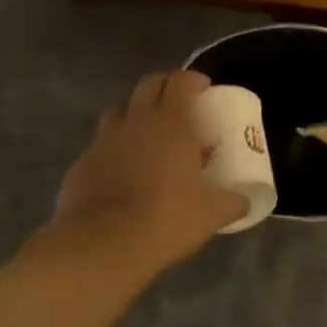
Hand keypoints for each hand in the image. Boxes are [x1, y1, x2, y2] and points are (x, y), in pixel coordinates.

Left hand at [49, 70, 247, 281]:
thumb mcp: (209, 216)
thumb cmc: (163, 221)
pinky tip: (123, 169)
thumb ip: (231, 203)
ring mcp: (104, 138)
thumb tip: (244, 202)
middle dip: (166, 88)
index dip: (194, 80)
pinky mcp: (82, 160)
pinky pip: (102, 142)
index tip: (205, 91)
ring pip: (121, 109)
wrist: (100, 246)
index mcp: (171, 123)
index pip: (181, 81)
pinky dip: (115, 145)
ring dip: (136, 113)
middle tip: (180, 107)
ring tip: (149, 135)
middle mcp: (136, 120)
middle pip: (149, 84)